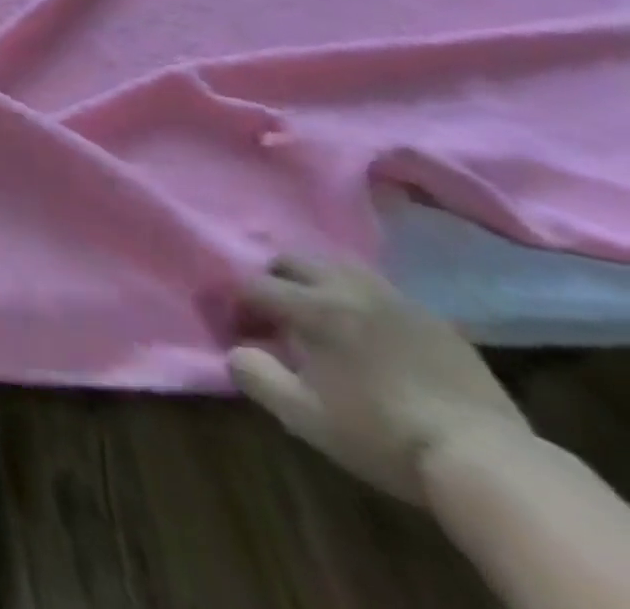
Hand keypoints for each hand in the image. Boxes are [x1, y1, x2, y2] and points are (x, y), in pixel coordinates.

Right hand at [230, 256, 531, 503]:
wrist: (491, 464)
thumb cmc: (383, 436)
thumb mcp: (304, 415)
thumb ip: (255, 374)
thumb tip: (235, 350)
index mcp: (312, 306)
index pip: (254, 286)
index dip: (239, 307)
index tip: (243, 334)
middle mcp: (348, 288)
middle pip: (293, 259)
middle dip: (275, 280)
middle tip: (278, 316)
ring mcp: (397, 300)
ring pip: (339, 265)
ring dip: (318, 281)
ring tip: (321, 314)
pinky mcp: (435, 319)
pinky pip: (382, 291)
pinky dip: (361, 299)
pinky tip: (371, 332)